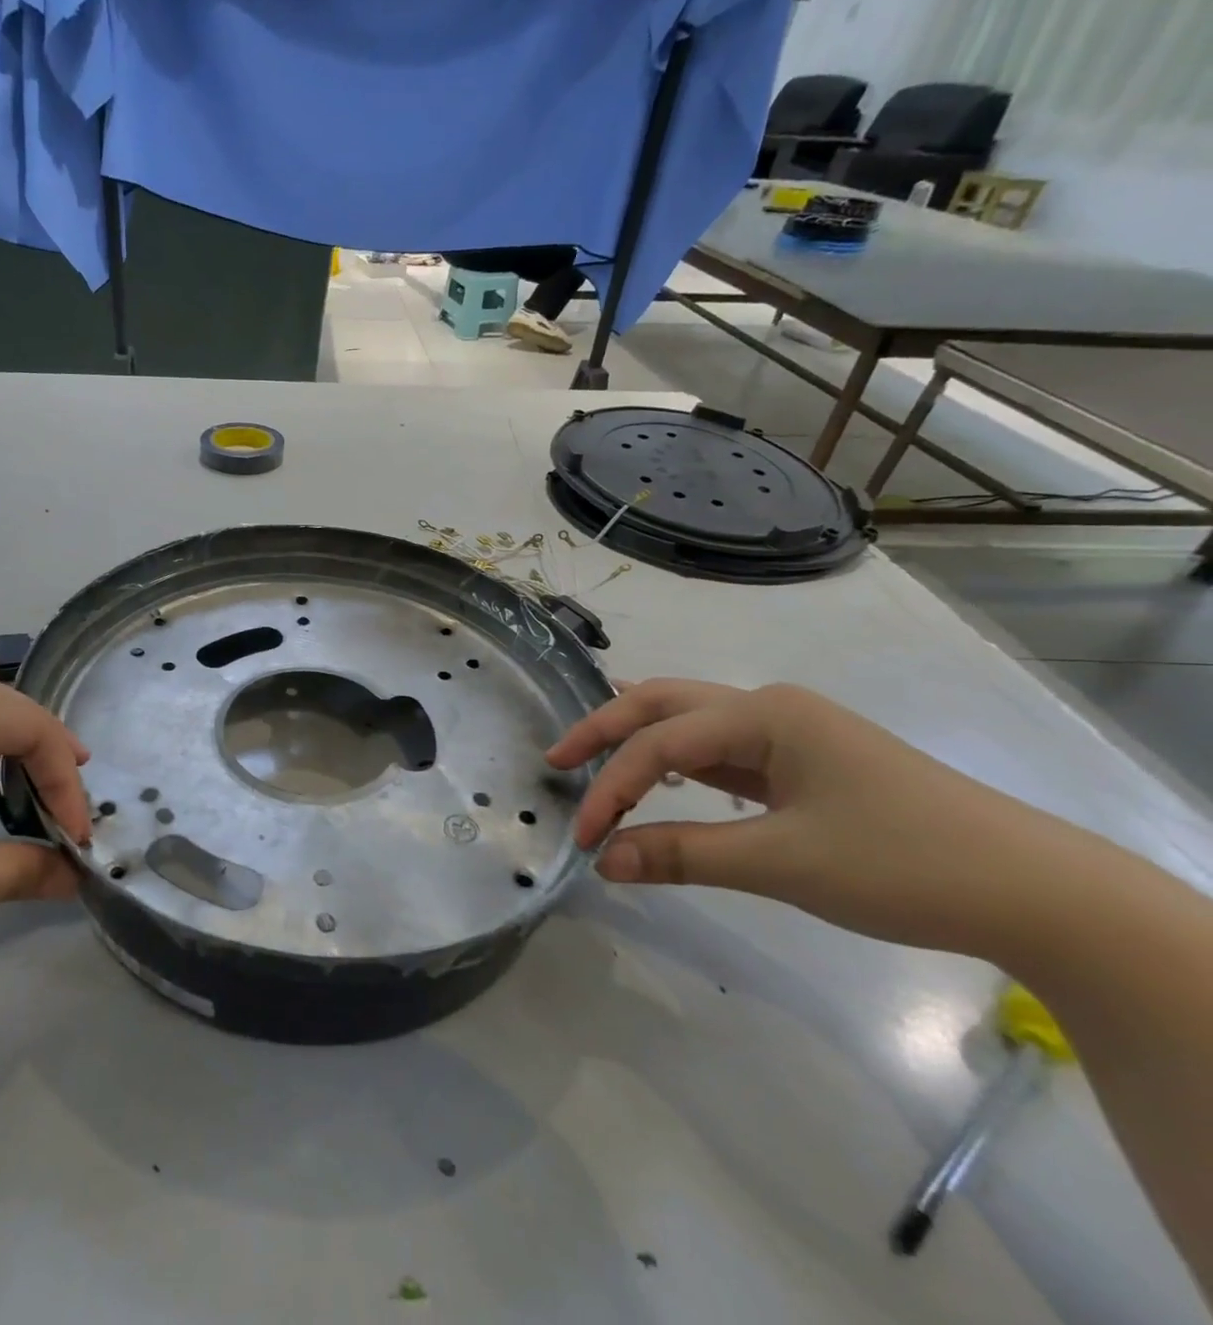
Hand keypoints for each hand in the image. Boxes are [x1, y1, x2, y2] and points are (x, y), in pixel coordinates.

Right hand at [546, 679, 1081, 954]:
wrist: (1037, 892)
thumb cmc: (904, 864)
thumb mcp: (782, 863)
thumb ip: (682, 855)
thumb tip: (602, 862)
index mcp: (765, 714)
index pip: (660, 744)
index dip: (612, 787)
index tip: (583, 837)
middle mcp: (770, 707)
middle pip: (665, 703)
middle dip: (605, 728)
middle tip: (558, 759)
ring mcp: (790, 731)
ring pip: (691, 720)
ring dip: (638, 737)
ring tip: (590, 756)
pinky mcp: (803, 760)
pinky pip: (720, 747)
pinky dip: (676, 757)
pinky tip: (659, 768)